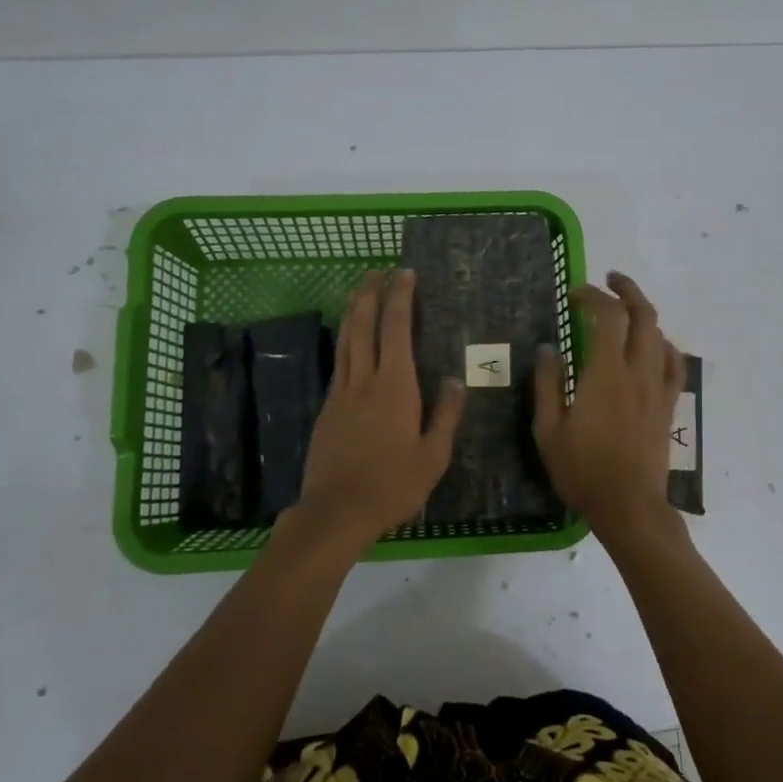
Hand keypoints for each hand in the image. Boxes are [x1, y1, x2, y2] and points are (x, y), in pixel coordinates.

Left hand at [290, 268, 466, 548]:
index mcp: (395, 386)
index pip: (396, 329)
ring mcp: (341, 392)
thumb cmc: (392, 485)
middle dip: (370, 293)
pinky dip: (346, 340)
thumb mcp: (433, 456)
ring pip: (345, 339)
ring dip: (353, 310)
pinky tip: (350, 341)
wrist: (336, 511)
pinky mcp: (327, 407)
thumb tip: (454, 379)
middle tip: (377, 270)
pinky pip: (339, 362)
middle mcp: (364, 379)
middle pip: (362, 324)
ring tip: (360, 290)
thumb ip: (445, 414)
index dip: (400, 298)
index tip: (404, 274)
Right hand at [534, 272, 684, 527]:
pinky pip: (674, 364)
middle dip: (626, 290)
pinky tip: (652, 345)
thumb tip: (548, 348)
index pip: (607, 316)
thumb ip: (547, 385)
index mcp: (605, 375)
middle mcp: (637, 373)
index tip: (572, 294)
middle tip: (607, 281)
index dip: (592, 296)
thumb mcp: (548, 431)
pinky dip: (663, 345)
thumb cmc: (583, 471)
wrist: (629, 506)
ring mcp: (657, 388)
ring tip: (626, 307)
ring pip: (660, 335)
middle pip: (642, 315)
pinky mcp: (668, 405)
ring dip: (644, 312)